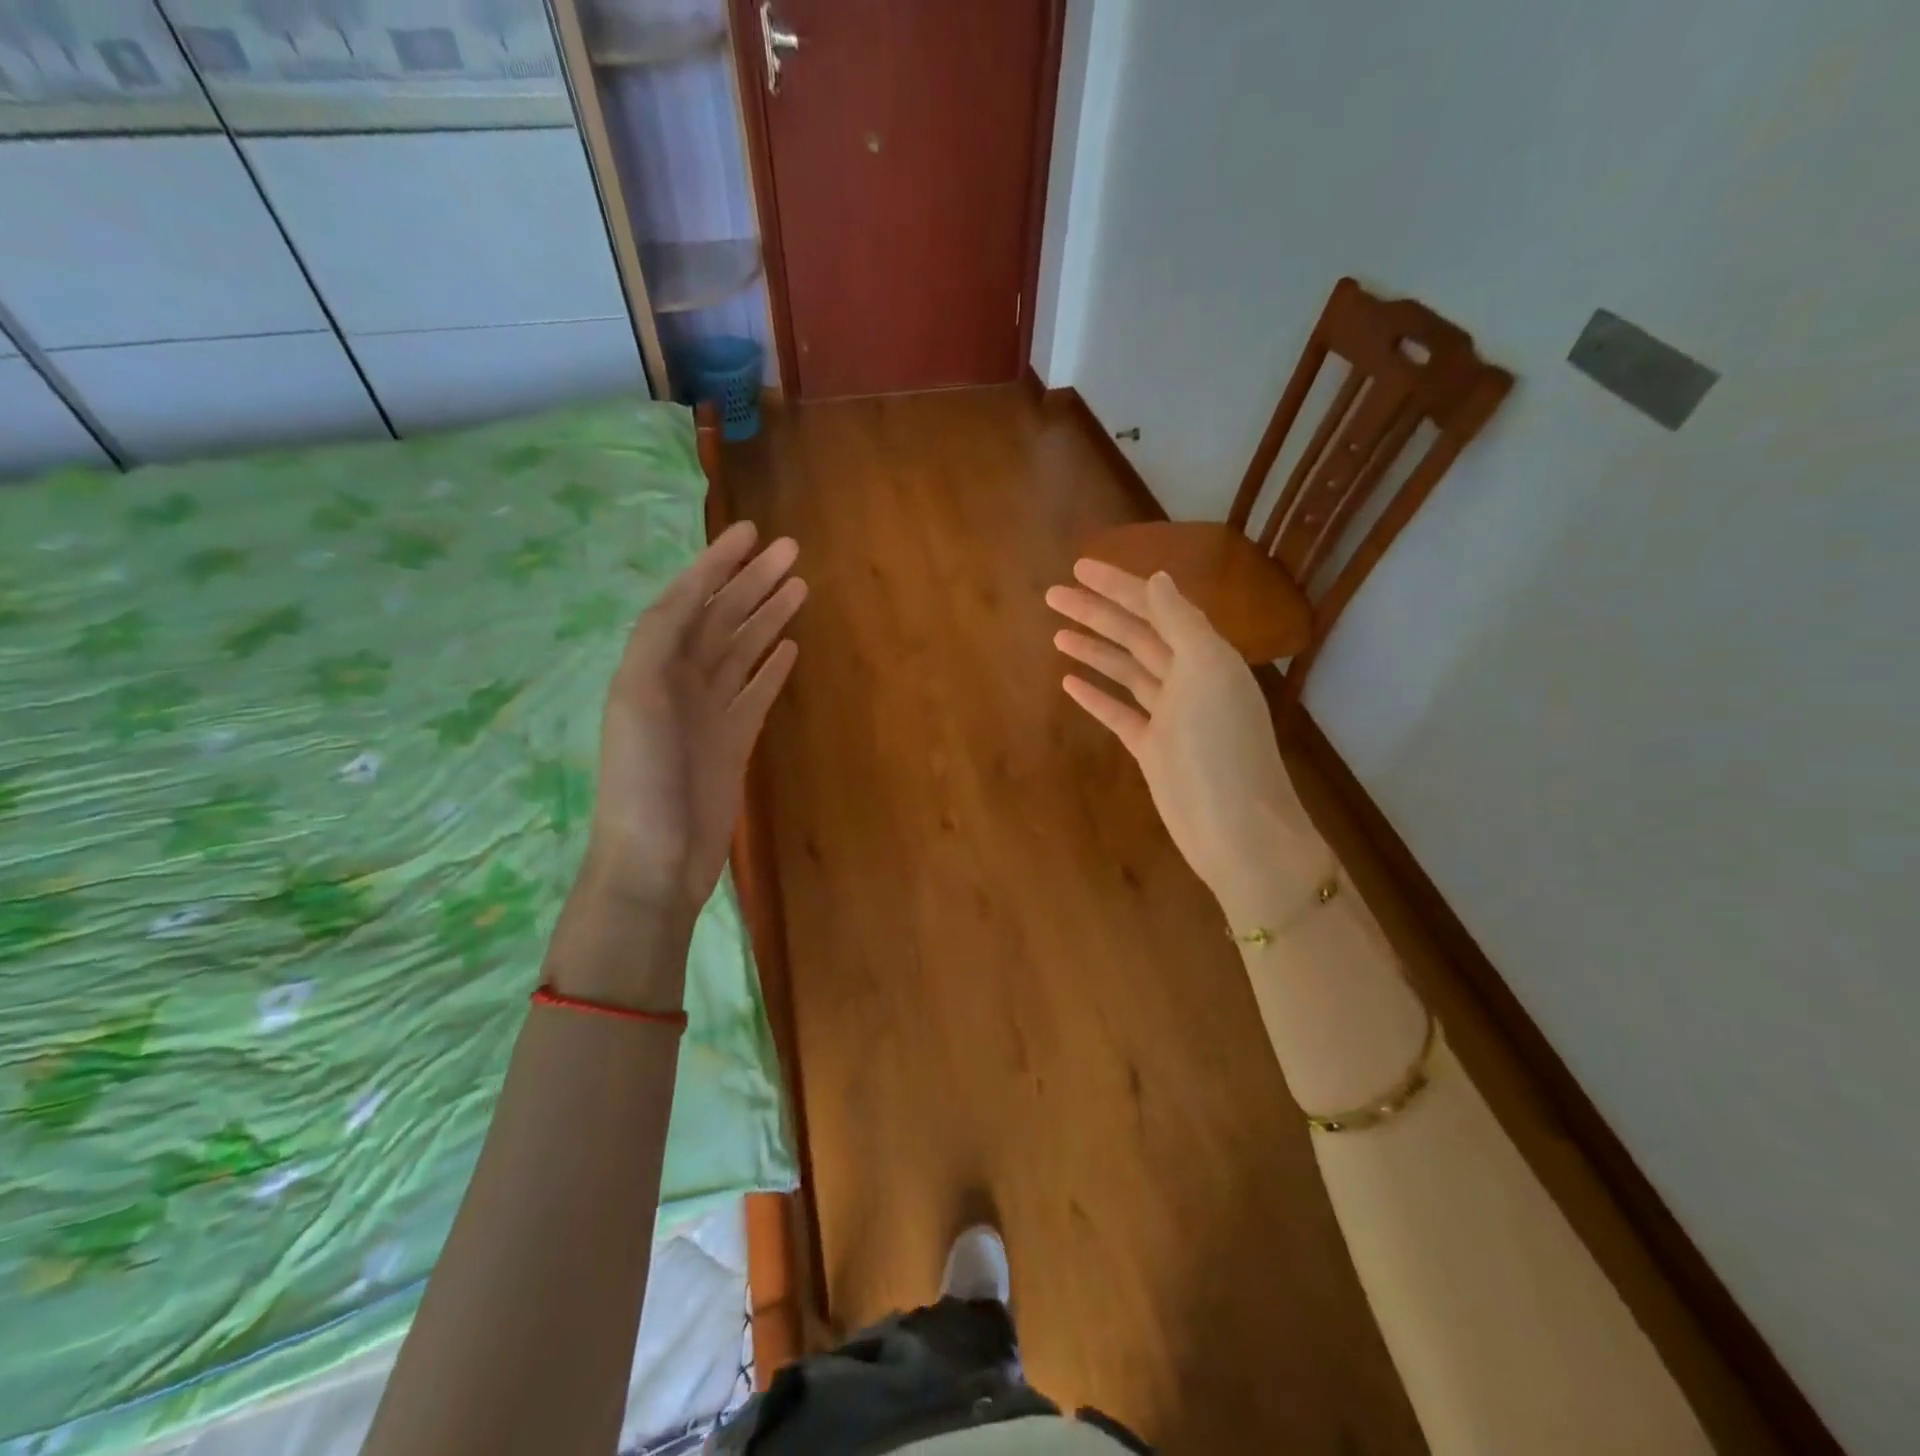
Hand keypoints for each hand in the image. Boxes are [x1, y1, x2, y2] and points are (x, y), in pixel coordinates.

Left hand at [588, 521, 804, 912]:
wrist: (655, 860)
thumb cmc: (642, 780)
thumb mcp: (637, 699)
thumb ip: (659, 642)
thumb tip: (692, 594)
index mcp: (651, 665)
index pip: (688, 600)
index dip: (716, 564)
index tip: (751, 532)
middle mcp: (680, 680)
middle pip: (721, 619)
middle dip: (752, 582)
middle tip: (792, 552)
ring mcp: (709, 712)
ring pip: (742, 651)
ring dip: (767, 618)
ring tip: (800, 587)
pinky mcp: (733, 741)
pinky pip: (755, 693)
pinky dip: (771, 668)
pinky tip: (790, 647)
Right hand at [1046, 560, 1314, 914]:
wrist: (1235, 829)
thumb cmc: (1221, 747)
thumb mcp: (1205, 673)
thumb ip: (1180, 624)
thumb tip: (1158, 578)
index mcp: (1205, 655)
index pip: (1156, 607)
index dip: (1118, 585)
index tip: (1078, 567)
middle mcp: (1188, 678)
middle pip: (1135, 635)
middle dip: (1096, 613)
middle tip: (1052, 595)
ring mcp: (1170, 714)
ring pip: (1126, 671)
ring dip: (1094, 650)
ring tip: (1057, 633)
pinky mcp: (1154, 748)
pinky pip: (1120, 712)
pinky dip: (1097, 696)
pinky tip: (1070, 683)